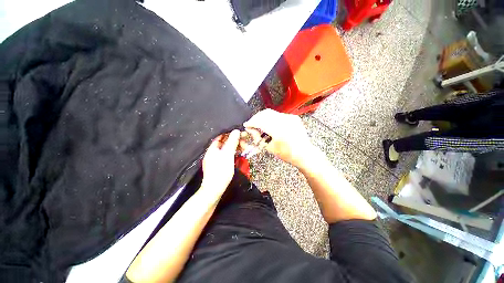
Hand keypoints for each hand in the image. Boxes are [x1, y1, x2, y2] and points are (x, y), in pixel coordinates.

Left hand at [201, 130, 239, 197]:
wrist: (214, 189)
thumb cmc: (221, 170)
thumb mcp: (228, 154)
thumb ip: (232, 142)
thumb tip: (236, 131)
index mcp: (212, 148)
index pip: (221, 136)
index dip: (230, 134)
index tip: (239, 134)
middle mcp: (212, 152)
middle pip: (223, 143)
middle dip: (234, 141)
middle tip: (244, 142)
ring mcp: (214, 159)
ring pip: (225, 150)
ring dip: (234, 148)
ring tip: (243, 148)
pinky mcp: (217, 166)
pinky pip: (225, 156)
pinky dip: (231, 154)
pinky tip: (237, 156)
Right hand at [242, 109, 315, 167]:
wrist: (304, 154)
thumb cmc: (288, 154)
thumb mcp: (270, 147)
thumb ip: (258, 137)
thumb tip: (250, 129)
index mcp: (279, 131)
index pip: (260, 121)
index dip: (251, 122)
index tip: (246, 125)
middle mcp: (285, 121)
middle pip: (265, 114)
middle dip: (256, 118)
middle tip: (252, 124)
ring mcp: (290, 118)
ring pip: (271, 112)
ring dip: (263, 117)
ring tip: (259, 124)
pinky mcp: (293, 117)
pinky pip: (278, 115)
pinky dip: (271, 118)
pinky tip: (269, 124)